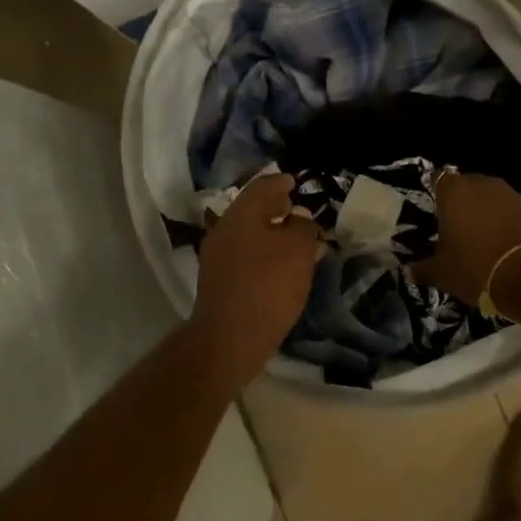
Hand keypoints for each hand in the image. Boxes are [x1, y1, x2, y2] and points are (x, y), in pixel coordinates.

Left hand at [191, 174, 322, 380]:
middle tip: (297, 210)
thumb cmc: (268, 285)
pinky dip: (263, 254)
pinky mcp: (218, 282)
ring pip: (248, 235)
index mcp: (241, 214)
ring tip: (295, 241)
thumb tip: (299, 219)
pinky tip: (280, 267)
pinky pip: (244, 256)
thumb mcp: (299, 250)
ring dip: (270, 233)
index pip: (262, 186)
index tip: (296, 183)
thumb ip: (303, 227)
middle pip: (251, 210)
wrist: (229, 338)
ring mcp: (217, 257)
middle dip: (275, 208)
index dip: (281, 182)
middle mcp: (223, 230)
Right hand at [413, 173, 520, 303]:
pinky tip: (505, 244)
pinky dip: (507, 221)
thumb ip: (423, 269)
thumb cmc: (477, 267)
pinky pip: (512, 210)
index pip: (438, 180)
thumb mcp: (443, 274)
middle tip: (456, 230)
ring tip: (482, 239)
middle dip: (461, 204)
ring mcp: (511, 193)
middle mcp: (482, 184)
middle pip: (466, 187)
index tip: (434, 215)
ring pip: (491, 198)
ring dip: (486, 212)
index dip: (436, 196)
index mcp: (454, 192)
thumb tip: (408, 270)